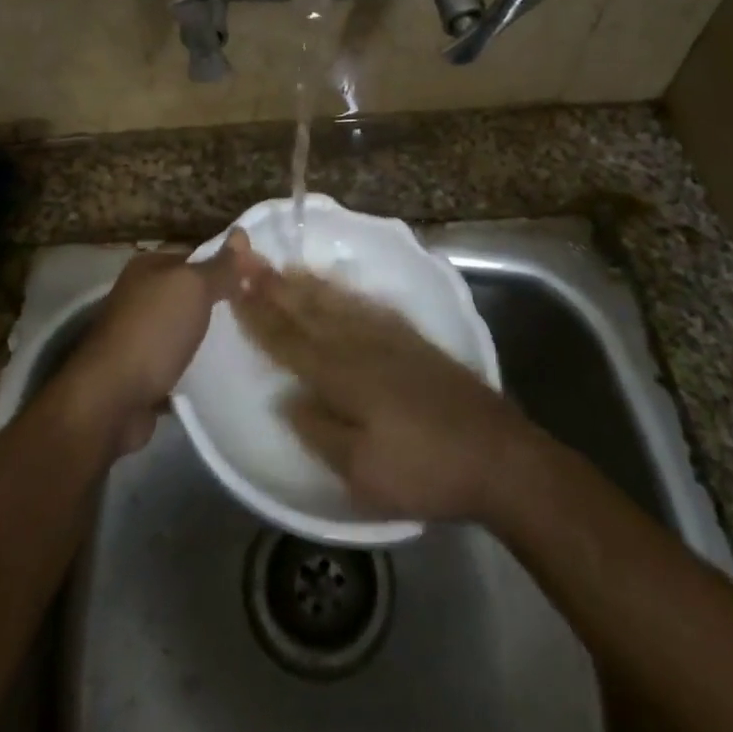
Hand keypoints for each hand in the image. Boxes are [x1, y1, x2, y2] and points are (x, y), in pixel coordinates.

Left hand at [62, 230, 266, 453]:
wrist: (111, 400)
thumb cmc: (153, 331)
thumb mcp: (193, 288)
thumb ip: (220, 265)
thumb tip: (241, 232)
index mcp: (148, 267)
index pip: (197, 256)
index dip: (229, 264)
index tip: (261, 280)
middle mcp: (140, 296)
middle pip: (191, 293)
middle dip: (221, 301)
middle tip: (260, 311)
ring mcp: (139, 335)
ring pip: (185, 328)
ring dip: (210, 336)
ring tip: (249, 340)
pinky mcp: (143, 372)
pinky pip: (179, 361)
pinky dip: (197, 366)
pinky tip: (223, 372)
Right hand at [232, 268, 532, 521]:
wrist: (497, 455)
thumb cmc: (425, 469)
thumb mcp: (363, 471)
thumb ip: (320, 431)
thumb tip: (287, 399)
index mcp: (342, 376)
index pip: (290, 342)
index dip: (260, 316)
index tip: (234, 289)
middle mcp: (361, 347)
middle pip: (309, 313)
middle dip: (275, 288)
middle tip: (248, 260)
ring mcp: (389, 339)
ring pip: (337, 304)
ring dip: (306, 285)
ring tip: (284, 267)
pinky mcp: (413, 341)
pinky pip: (368, 307)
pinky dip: (346, 293)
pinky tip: (339, 286)